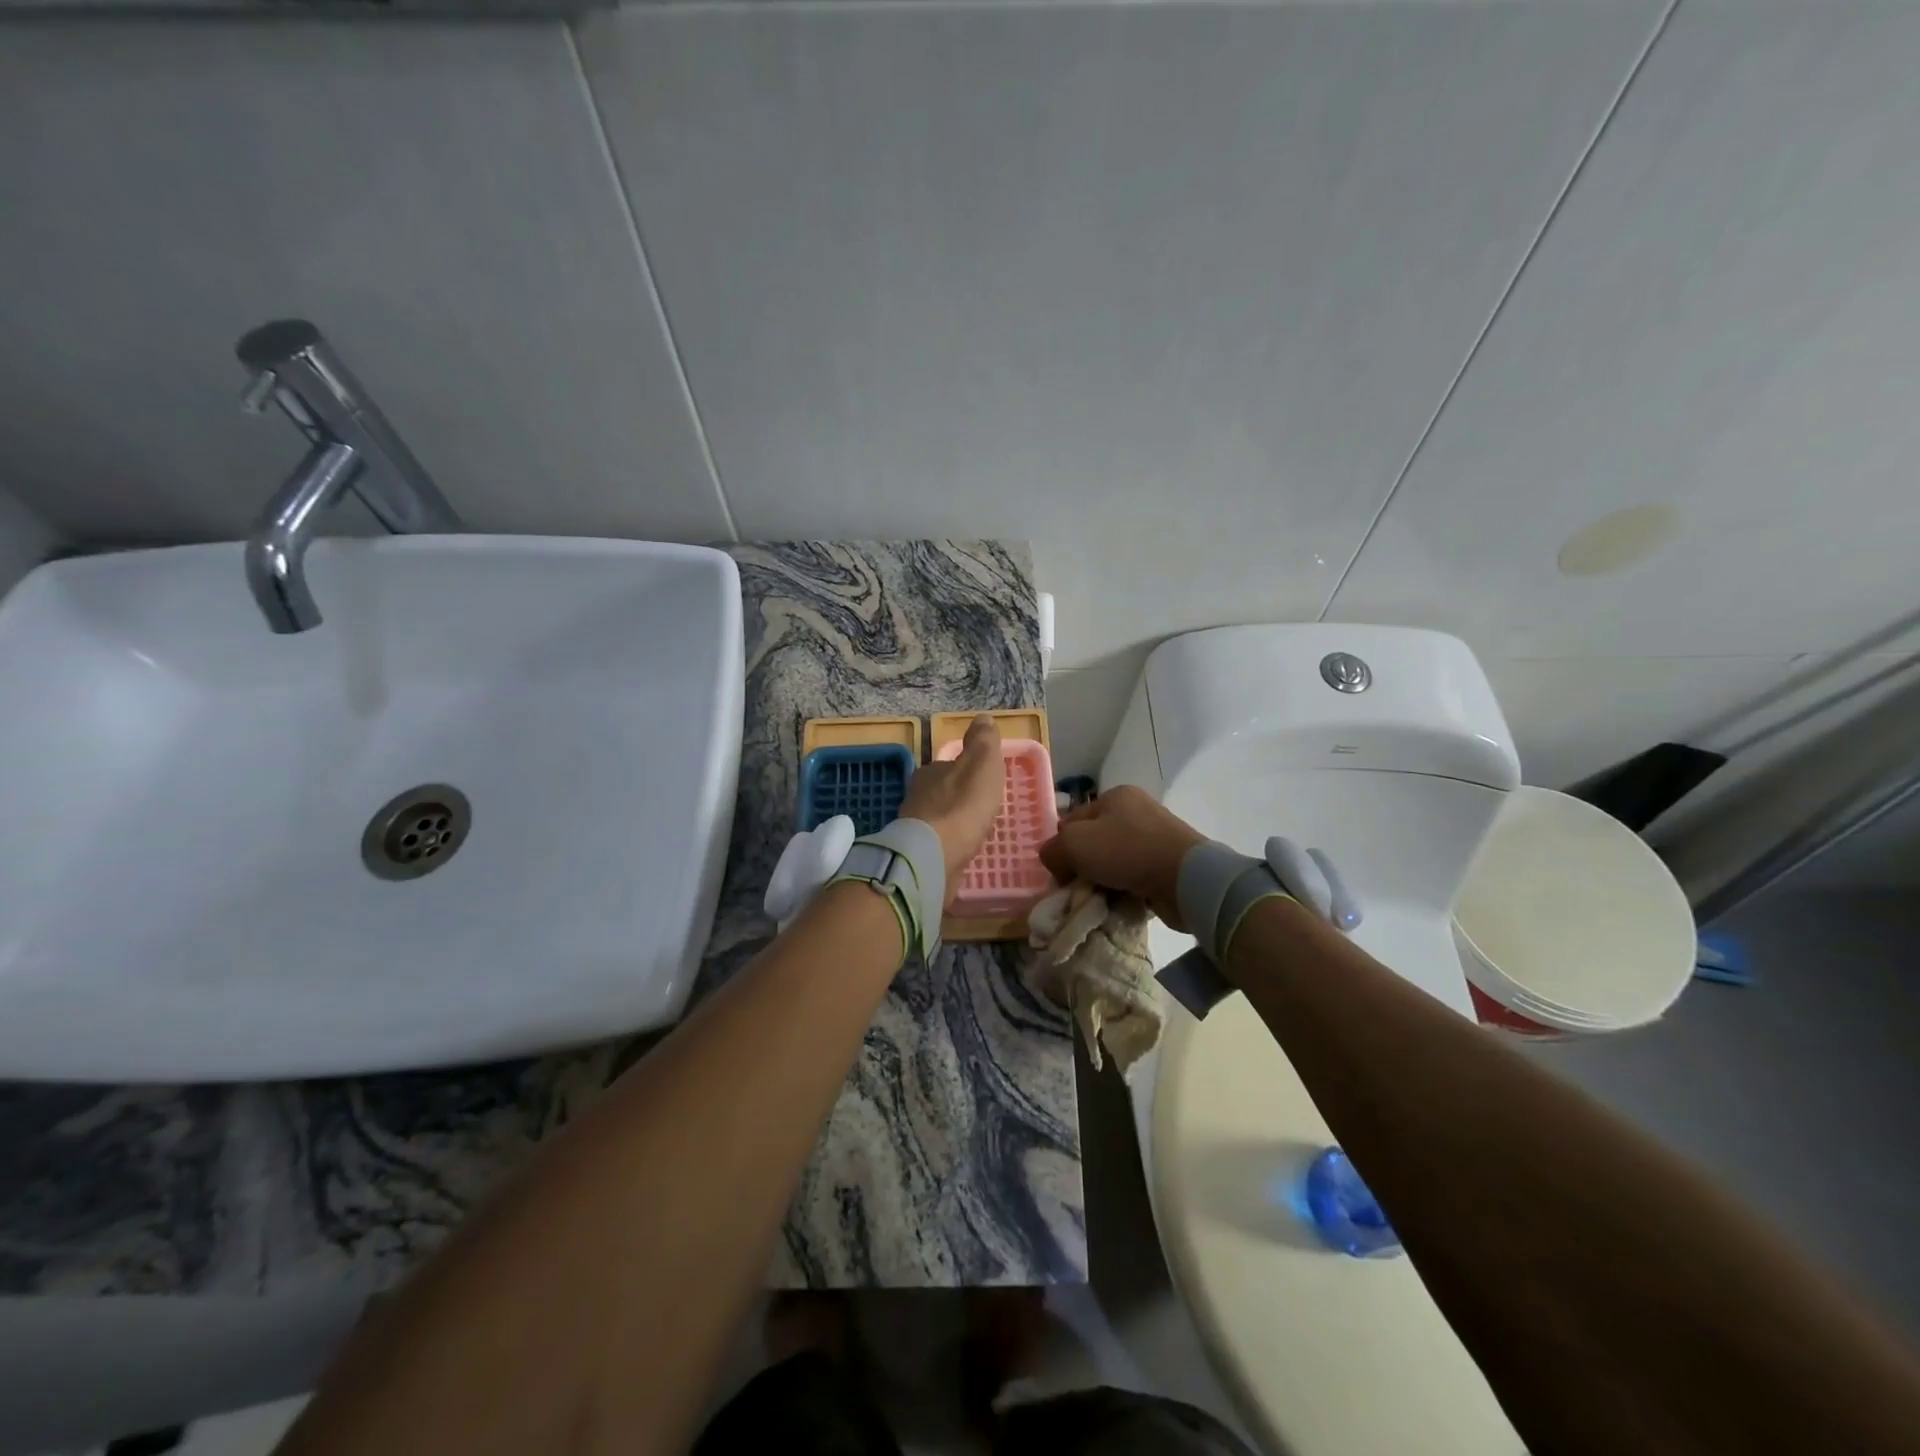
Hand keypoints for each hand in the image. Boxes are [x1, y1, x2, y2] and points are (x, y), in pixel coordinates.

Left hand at [899, 715, 1004, 899]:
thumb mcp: (981, 764)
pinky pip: (937, 845)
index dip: (968, 772)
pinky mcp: (916, 855)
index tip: (984, 782)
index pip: (949, 766)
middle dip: (959, 800)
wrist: (933, 856)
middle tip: (982, 810)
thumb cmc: (962, 806)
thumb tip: (983, 717)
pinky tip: (961, 853)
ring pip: (938, 820)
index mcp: (930, 772)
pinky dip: (949, 846)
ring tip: (975, 833)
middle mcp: (917, 797)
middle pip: (942, 793)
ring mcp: (914, 828)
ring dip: (954, 824)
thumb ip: (983, 742)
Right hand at [1038, 785, 1206, 928]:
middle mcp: (1136, 811)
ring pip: (1113, 863)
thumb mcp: (1074, 844)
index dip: (1061, 846)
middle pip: (1093, 842)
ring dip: (1103, 883)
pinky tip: (1119, 904)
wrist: (1185, 878)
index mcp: (1115, 796)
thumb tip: (1054, 862)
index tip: (1060, 873)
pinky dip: (1124, 892)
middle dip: (1082, 868)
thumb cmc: (1126, 851)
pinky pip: (1134, 878)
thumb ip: (1053, 850)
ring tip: (1098, 901)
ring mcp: (1155, 838)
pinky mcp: (1168, 864)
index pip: (1073, 820)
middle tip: (1076, 890)